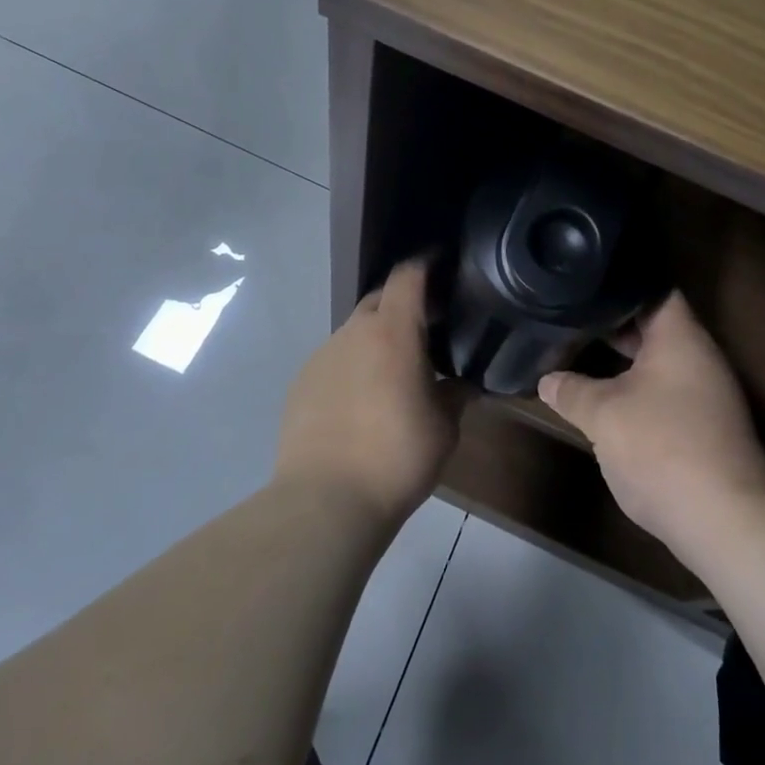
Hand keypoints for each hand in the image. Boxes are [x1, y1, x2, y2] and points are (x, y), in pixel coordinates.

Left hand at [274, 259, 464, 527]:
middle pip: (379, 299)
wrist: (325, 501)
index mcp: (392, 333)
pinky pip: (334, 360)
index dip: (426, 264)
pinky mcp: (300, 383)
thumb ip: (456, 396)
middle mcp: (353, 333)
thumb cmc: (396, 457)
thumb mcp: (444, 428)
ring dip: (376, 339)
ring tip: (393, 371)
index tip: (442, 263)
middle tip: (427, 327)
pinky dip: (352, 366)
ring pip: (355, 332)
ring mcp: (321, 356)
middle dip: (403, 304)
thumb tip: (465, 384)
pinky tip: (361, 401)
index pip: (408, 276)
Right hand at [540, 293, 764, 557]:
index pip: (653, 288)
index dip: (618, 283)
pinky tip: (605, 399)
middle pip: (654, 325)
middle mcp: (698, 356)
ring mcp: (706, 393)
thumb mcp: (602, 415)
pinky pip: (665, 391)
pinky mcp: (704, 427)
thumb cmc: (661, 447)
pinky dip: (636, 388)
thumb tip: (547, 379)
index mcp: (680, 336)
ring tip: (580, 353)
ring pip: (658, 362)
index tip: (584, 283)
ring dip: (623, 360)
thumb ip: (571, 390)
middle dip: (613, 324)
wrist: (725, 521)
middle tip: (571, 317)